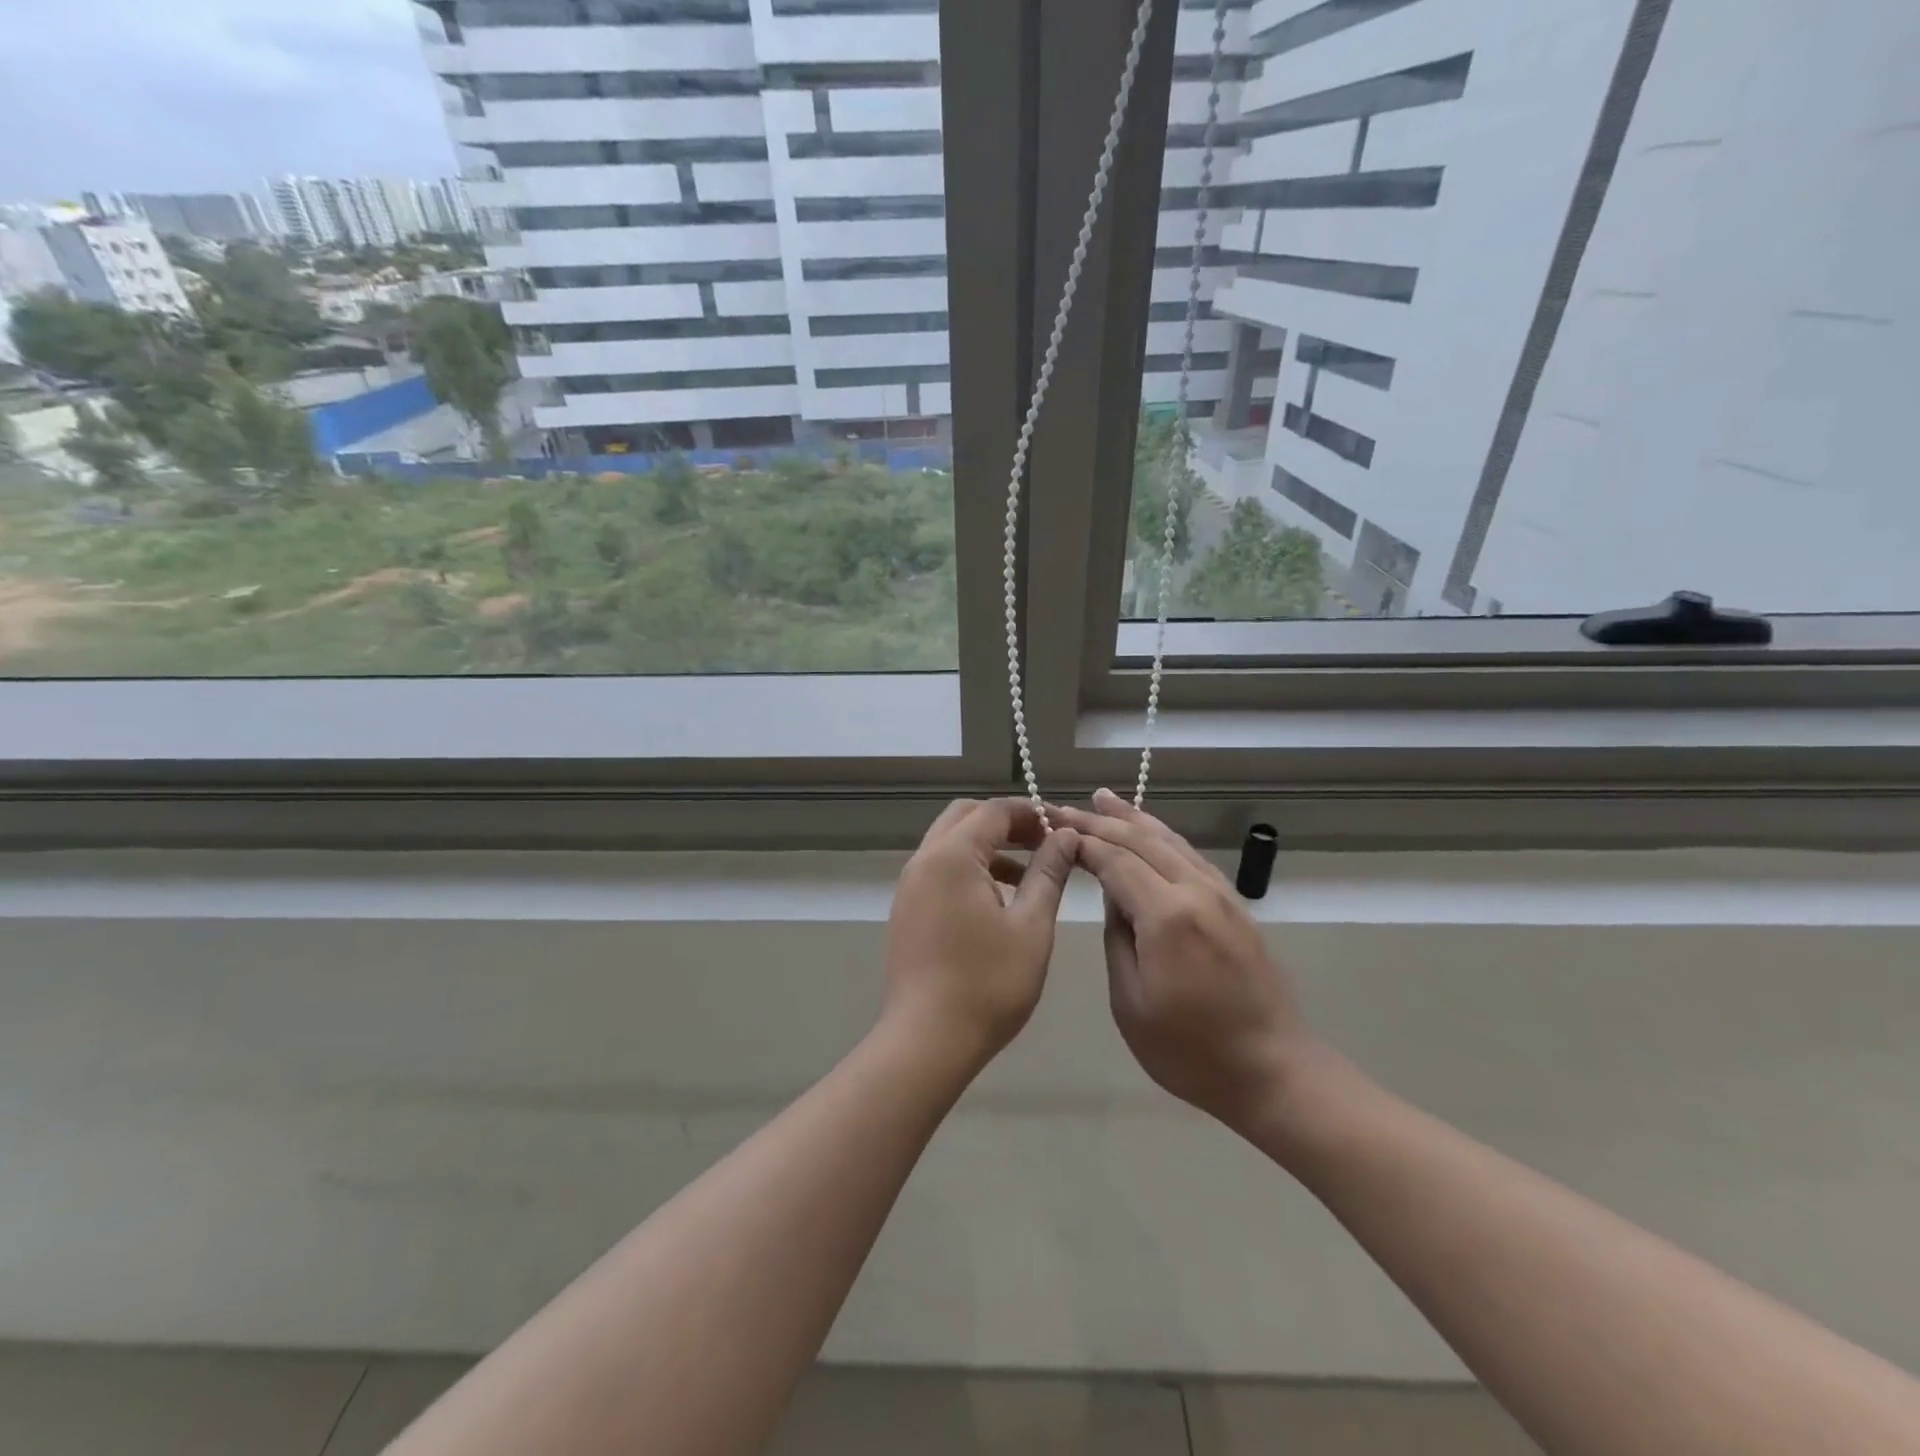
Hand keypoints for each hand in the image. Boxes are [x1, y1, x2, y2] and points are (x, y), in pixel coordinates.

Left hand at [881, 799, 1079, 1069]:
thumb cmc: (988, 984)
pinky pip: (939, 869)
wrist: (926, 1041)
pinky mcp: (907, 910)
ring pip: (950, 843)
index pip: (994, 811)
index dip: (1031, 813)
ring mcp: (909, 886)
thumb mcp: (1031, 926)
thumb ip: (1048, 873)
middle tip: (1043, 844)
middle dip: (1006, 823)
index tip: (1063, 829)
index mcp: (952, 856)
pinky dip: (969, 869)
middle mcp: (924, 861)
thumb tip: (1064, 836)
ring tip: (1028, 875)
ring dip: (987, 846)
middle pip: (965, 817)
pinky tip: (998, 901)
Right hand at [1052, 790, 1311, 1133]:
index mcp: (1167, 916)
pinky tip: (1151, 833)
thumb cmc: (1189, 1050)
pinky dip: (1164, 837)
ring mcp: (1222, 896)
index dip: (1082, 841)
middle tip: (1064, 808)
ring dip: (1134, 818)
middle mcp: (1197, 892)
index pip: (1116, 860)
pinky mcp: (1235, 906)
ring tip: (1104, 799)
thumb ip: (1117, 938)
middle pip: (1142, 841)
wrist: (1273, 1071)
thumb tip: (1114, 897)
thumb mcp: (1130, 1003)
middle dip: (1100, 821)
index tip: (1051, 827)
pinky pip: (1191, 857)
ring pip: (1171, 841)